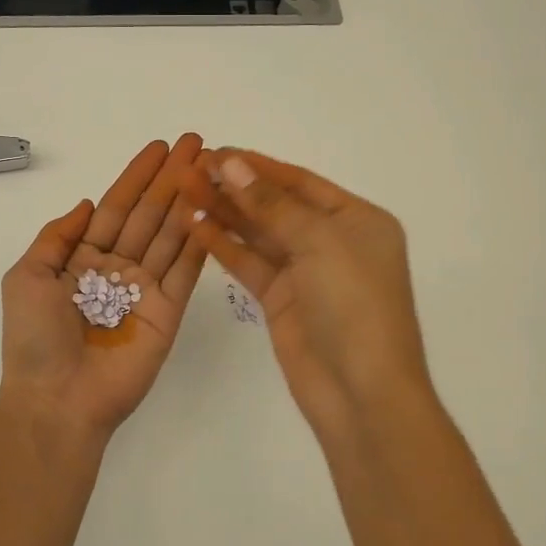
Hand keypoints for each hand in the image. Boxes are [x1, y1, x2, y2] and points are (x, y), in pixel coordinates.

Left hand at [0, 134, 209, 444]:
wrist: (57, 399)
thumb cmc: (35, 338)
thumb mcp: (26, 276)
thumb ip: (56, 237)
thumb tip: (85, 203)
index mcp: (83, 259)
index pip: (114, 207)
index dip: (136, 177)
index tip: (158, 148)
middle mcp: (117, 269)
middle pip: (148, 214)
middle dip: (170, 179)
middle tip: (195, 144)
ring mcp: (145, 290)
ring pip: (170, 235)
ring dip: (190, 201)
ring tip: (211, 169)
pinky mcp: (168, 312)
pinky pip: (186, 271)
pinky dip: (199, 241)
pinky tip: (213, 210)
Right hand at [186, 150, 433, 437]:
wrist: (361, 392)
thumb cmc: (354, 305)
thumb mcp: (319, 243)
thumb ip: (272, 204)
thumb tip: (233, 163)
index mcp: (357, 220)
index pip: (300, 183)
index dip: (257, 166)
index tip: (216, 152)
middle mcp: (332, 241)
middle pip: (276, 205)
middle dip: (235, 187)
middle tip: (191, 169)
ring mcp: (305, 273)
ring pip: (258, 234)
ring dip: (224, 212)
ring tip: (184, 190)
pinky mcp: (281, 300)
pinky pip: (249, 264)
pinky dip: (223, 245)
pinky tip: (194, 224)